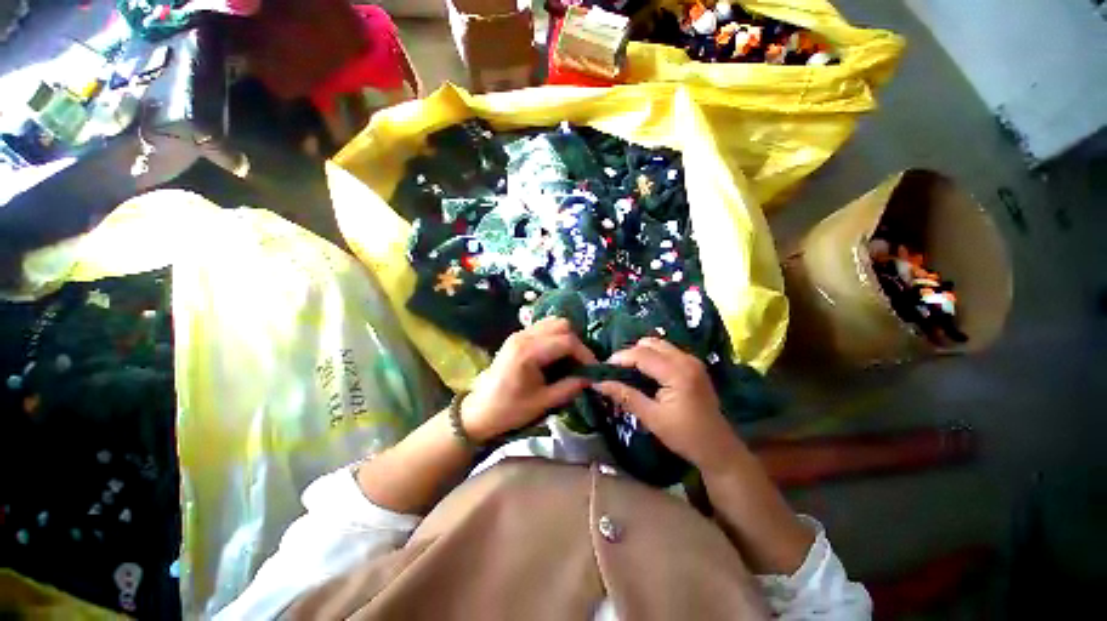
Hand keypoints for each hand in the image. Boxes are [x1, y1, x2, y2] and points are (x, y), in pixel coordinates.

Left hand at [461, 317, 596, 441]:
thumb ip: (569, 387)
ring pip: (553, 322)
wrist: (479, 411)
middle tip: (581, 363)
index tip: (593, 369)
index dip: (585, 353)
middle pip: (561, 324)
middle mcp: (523, 336)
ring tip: (570, 358)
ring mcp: (519, 334)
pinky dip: (556, 336)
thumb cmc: (509, 410)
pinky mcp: (518, 337)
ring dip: (566, 337)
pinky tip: (556, 355)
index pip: (566, 341)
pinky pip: (543, 327)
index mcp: (528, 352)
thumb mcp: (543, 402)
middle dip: (577, 342)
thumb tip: (591, 378)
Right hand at [594, 338, 743, 473]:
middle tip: (616, 370)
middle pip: (650, 343)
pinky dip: (653, 356)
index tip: (603, 368)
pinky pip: (667, 351)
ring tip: (629, 371)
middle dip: (630, 353)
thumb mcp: (652, 418)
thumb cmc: (685, 436)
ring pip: (659, 344)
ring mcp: (692, 360)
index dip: (620, 358)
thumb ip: (625, 396)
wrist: (718, 449)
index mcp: (677, 372)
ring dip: (641, 353)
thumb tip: (598, 383)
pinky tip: (646, 372)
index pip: (641, 354)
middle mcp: (686, 360)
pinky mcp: (694, 365)